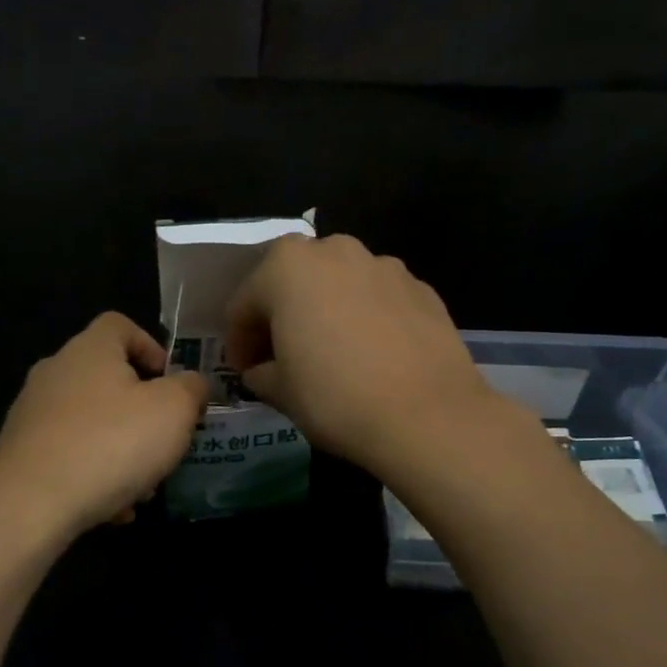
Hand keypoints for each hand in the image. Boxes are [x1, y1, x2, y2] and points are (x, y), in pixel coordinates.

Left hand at [0, 313, 208, 538]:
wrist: (31, 504)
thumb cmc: (112, 444)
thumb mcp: (173, 411)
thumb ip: (191, 389)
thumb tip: (191, 384)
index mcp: (90, 350)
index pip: (120, 325)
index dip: (151, 347)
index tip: (170, 383)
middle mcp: (55, 372)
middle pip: (107, 380)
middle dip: (142, 413)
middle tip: (164, 443)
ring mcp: (32, 413)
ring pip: (91, 424)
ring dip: (122, 451)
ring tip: (143, 488)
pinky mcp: (20, 452)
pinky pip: (69, 456)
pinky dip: (94, 476)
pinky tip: (113, 510)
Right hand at [224, 234, 501, 475]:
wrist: (427, 415)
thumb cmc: (334, 397)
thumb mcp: (279, 391)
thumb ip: (261, 372)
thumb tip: (261, 371)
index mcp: (286, 267)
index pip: (245, 303)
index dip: (239, 341)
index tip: (244, 371)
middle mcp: (334, 251)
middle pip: (292, 282)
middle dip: (281, 316)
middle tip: (280, 357)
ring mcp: (383, 265)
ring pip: (337, 286)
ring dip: (324, 312)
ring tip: (329, 354)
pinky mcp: (421, 288)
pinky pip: (376, 299)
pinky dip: (363, 319)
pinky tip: (370, 357)